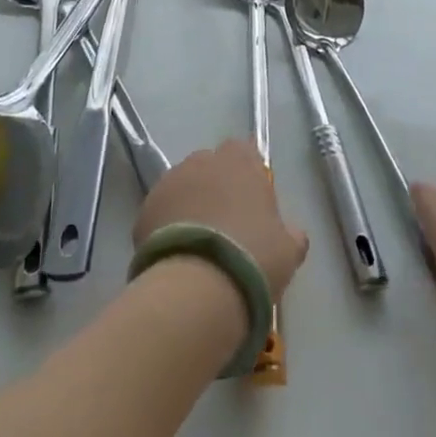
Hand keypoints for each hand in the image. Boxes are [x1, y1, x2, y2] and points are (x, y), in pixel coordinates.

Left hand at [135, 140, 308, 301]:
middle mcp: (203, 161)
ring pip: (183, 186)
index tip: (253, 201)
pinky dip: (167, 224)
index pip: (245, 151)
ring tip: (198, 242)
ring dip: (190, 204)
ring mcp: (169, 182)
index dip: (248, 173)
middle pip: (211, 166)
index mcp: (241, 161)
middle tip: (226, 224)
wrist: (197, 286)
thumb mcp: (288, 249)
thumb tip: (291, 233)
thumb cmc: (253, 257)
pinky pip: (161, 210)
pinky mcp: (144, 208)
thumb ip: (290, 233)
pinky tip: (177, 254)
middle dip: (217, 186)